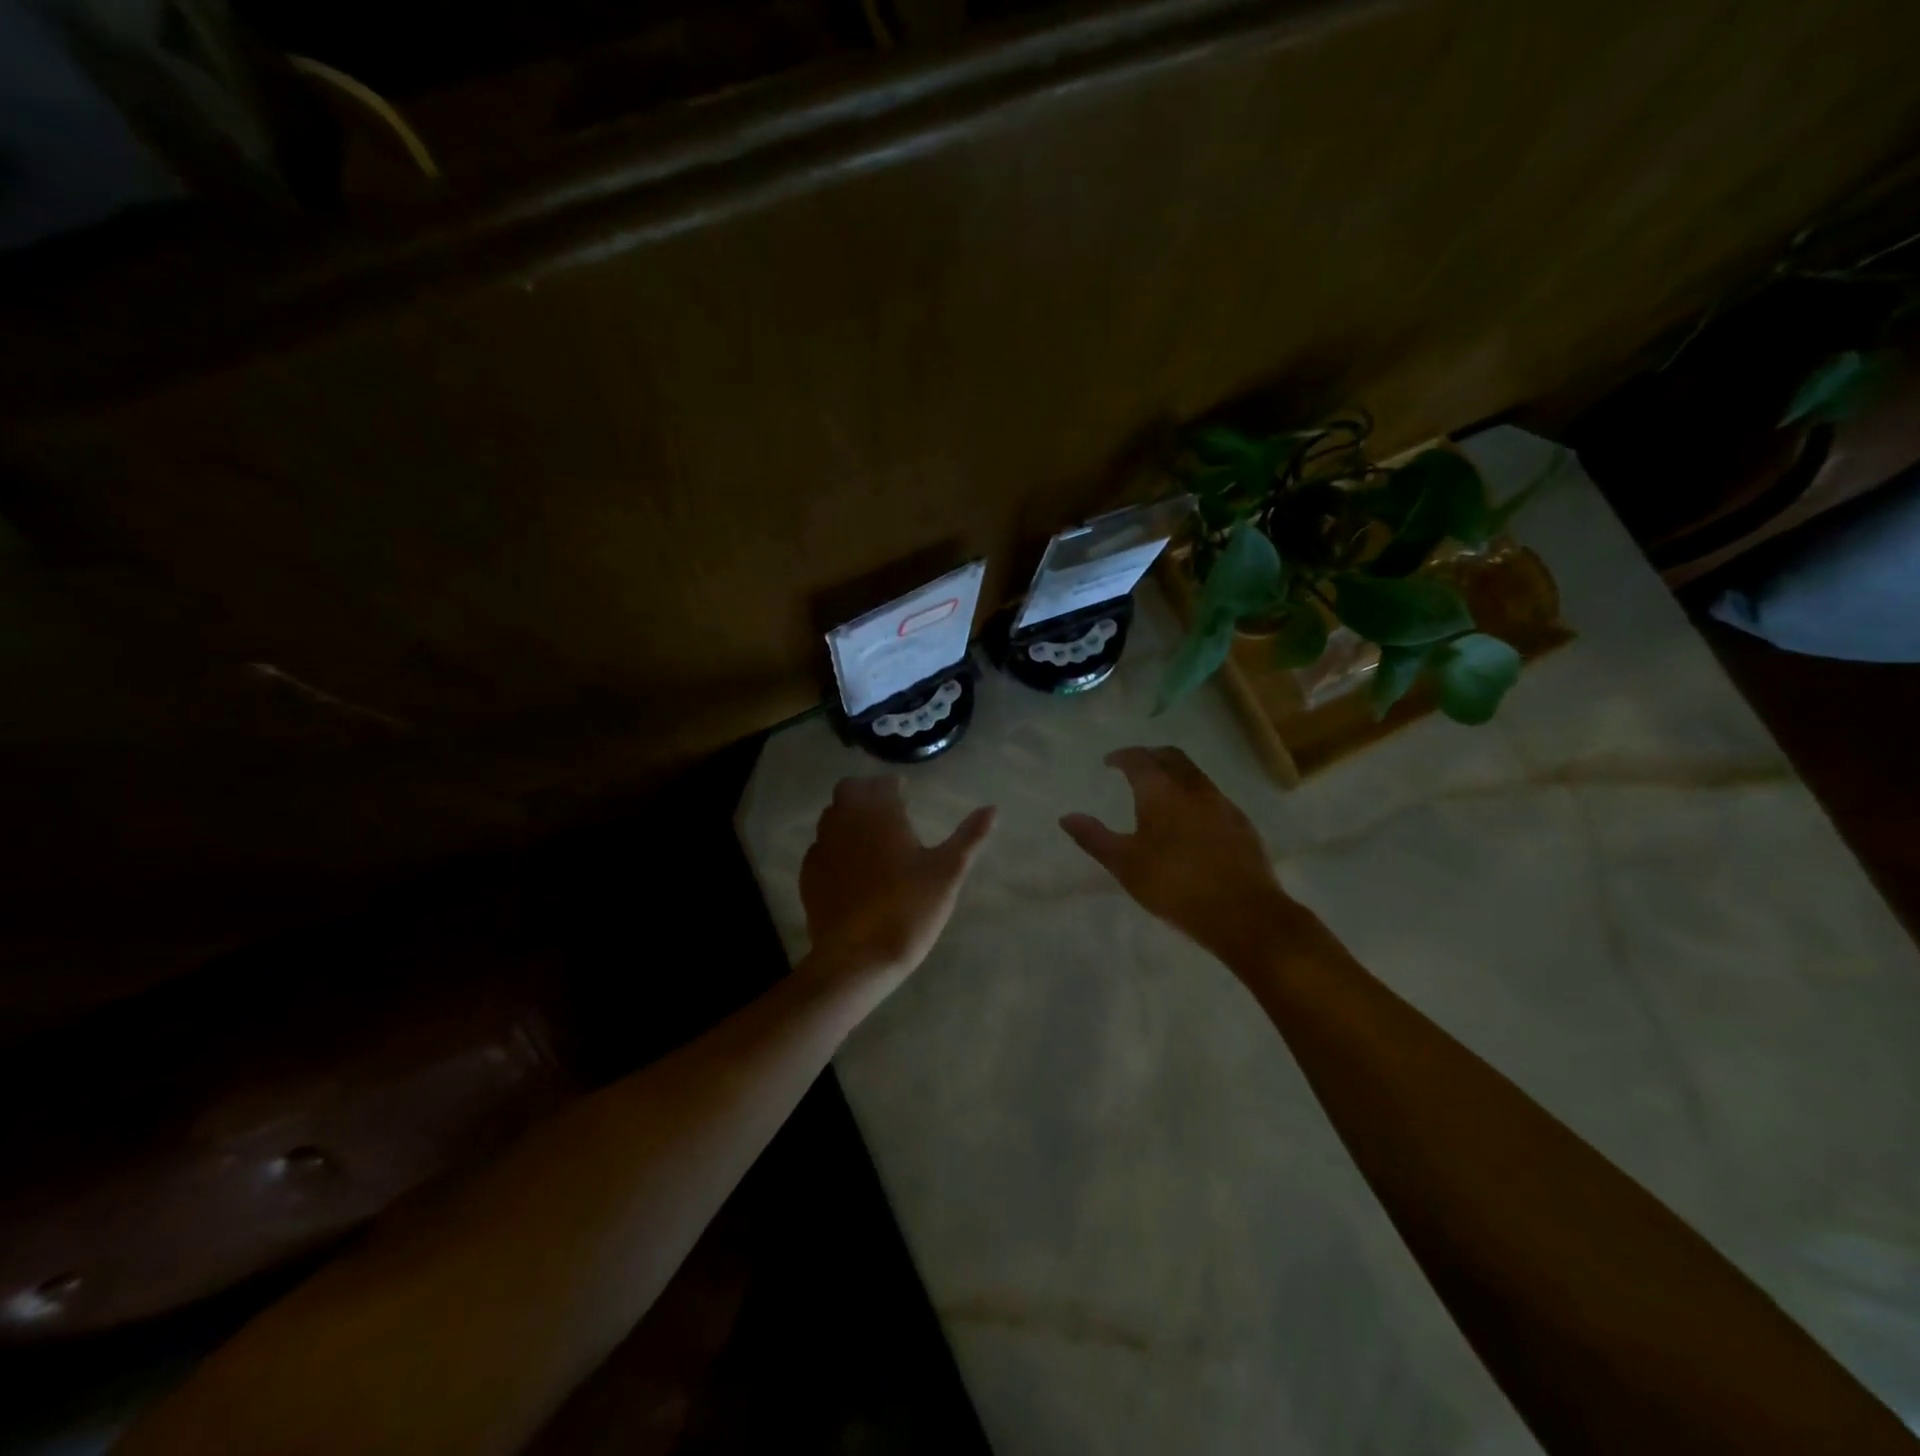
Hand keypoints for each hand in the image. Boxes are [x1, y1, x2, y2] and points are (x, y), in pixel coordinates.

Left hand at [799, 775, 996, 991]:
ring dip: (848, 816)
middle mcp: (846, 822)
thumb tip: (992, 807)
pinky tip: (849, 865)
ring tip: (869, 834)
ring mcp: (822, 848)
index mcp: (880, 814)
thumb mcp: (948, 872)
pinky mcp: (808, 875)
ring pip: (831, 816)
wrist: (858, 958)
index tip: (904, 790)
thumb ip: (969, 836)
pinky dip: (835, 845)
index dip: (894, 784)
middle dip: (867, 792)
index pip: (882, 783)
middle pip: (849, 791)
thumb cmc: (909, 909)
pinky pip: (820, 847)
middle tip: (886, 807)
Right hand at [1061, 746, 1302, 966]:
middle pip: (1172, 757)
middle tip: (1136, 767)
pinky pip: (1213, 797)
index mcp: (1161, 792)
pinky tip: (1191, 820)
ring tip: (1161, 793)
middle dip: (1152, 756)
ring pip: (1196, 775)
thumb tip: (1066, 817)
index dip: (1123, 756)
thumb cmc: (1175, 886)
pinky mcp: (1242, 825)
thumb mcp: (1125, 865)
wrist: (1243, 913)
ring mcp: (1222, 805)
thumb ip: (1094, 838)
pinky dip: (1195, 796)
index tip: (1110, 762)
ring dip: (1176, 775)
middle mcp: (1194, 789)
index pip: (1140, 759)